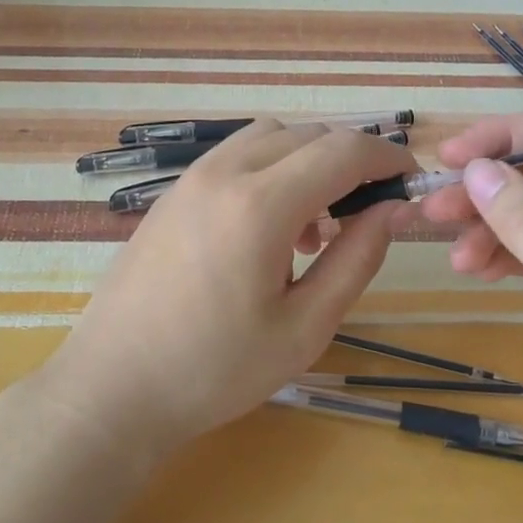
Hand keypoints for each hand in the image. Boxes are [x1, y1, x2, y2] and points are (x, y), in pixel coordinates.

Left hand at [45, 121, 417, 460]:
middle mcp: (224, 173)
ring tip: (313, 228)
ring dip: (307, 162)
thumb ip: (356, 259)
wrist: (113, 388)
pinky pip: (235, 157)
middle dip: (350, 162)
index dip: (387, 160)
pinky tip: (267, 231)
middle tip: (365, 215)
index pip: (343, 151)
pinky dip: (269, 170)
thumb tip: (392, 210)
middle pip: (308, 134)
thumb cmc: (215, 371)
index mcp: (260, 205)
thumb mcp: (304, 328)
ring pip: (270, 137)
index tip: (410, 185)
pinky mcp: (172, 194)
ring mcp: (191, 179)